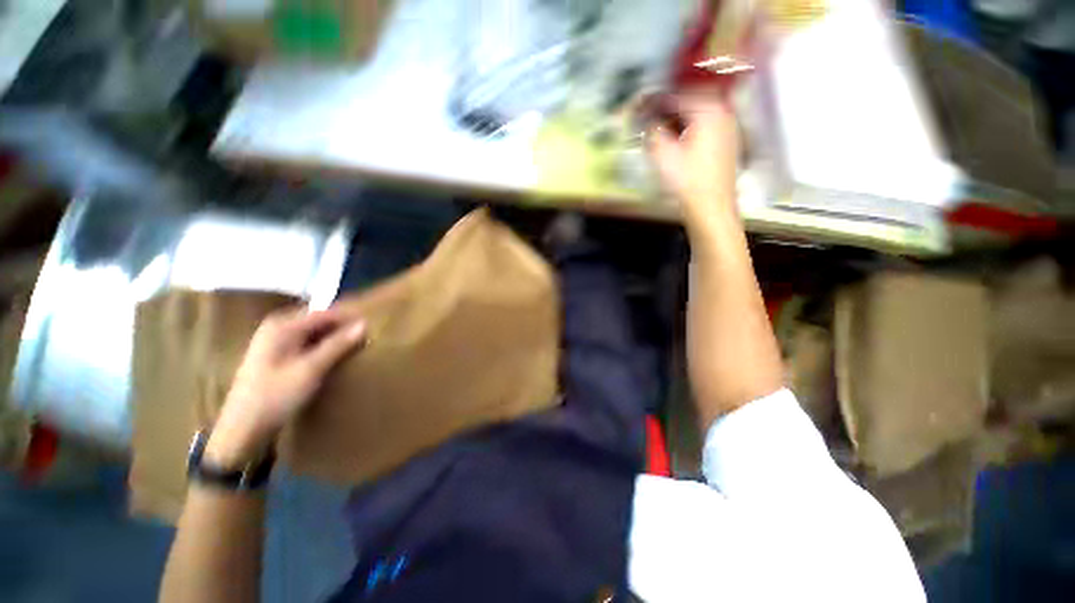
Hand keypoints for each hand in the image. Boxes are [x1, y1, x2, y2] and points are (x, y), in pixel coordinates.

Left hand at [205, 306, 366, 466]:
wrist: (242, 429)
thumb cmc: (276, 396)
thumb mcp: (311, 369)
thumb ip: (338, 344)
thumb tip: (364, 324)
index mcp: (283, 326)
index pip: (326, 313)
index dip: (350, 318)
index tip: (375, 324)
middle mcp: (278, 328)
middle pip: (319, 321)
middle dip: (343, 327)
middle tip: (368, 336)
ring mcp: (275, 342)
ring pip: (314, 332)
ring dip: (334, 338)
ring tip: (357, 345)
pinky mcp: (277, 356)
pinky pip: (307, 343)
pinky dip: (323, 347)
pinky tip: (336, 356)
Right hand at [648, 91, 739, 231]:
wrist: (711, 207)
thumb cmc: (687, 180)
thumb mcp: (663, 155)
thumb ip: (652, 131)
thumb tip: (645, 119)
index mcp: (708, 109)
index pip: (676, 95)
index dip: (655, 100)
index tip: (639, 105)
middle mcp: (722, 111)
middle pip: (690, 100)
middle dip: (668, 107)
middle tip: (649, 116)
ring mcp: (728, 127)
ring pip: (698, 113)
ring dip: (678, 118)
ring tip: (660, 128)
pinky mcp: (727, 142)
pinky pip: (705, 125)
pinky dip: (689, 128)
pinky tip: (678, 140)